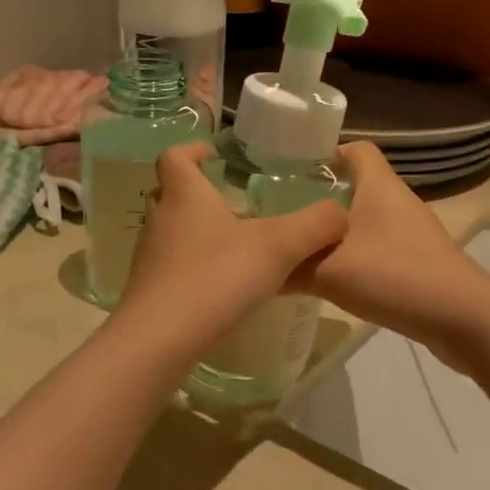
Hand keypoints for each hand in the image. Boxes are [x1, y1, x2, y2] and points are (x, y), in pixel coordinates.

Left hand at [113, 144, 346, 357]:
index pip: (175, 156)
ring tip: (231, 244)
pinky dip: (191, 266)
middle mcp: (160, 219)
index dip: (193, 150)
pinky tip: (219, 285)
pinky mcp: (149, 290)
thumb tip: (340, 214)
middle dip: (195, 191)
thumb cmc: (216, 278)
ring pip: (169, 231)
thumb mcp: (278, 247)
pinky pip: (171, 266)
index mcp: (184, 194)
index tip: (214, 154)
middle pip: (169, 192)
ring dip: (194, 231)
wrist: (159, 339)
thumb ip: (315, 225)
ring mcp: (150, 257)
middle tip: (228, 199)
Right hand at [293, 143, 489, 362]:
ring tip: (300, 249)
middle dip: (320, 199)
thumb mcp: (329, 272)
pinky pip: (377, 248)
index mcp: (379, 186)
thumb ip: (289, 266)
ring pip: (365, 221)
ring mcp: (412, 233)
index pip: (356, 149)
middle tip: (283, 216)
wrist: (464, 318)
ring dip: (335, 233)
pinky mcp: (418, 261)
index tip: (292, 171)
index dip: (326, 153)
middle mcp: (397, 202)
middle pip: (355, 187)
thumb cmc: (395, 276)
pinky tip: (333, 279)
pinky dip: (354, 256)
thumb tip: (257, 264)